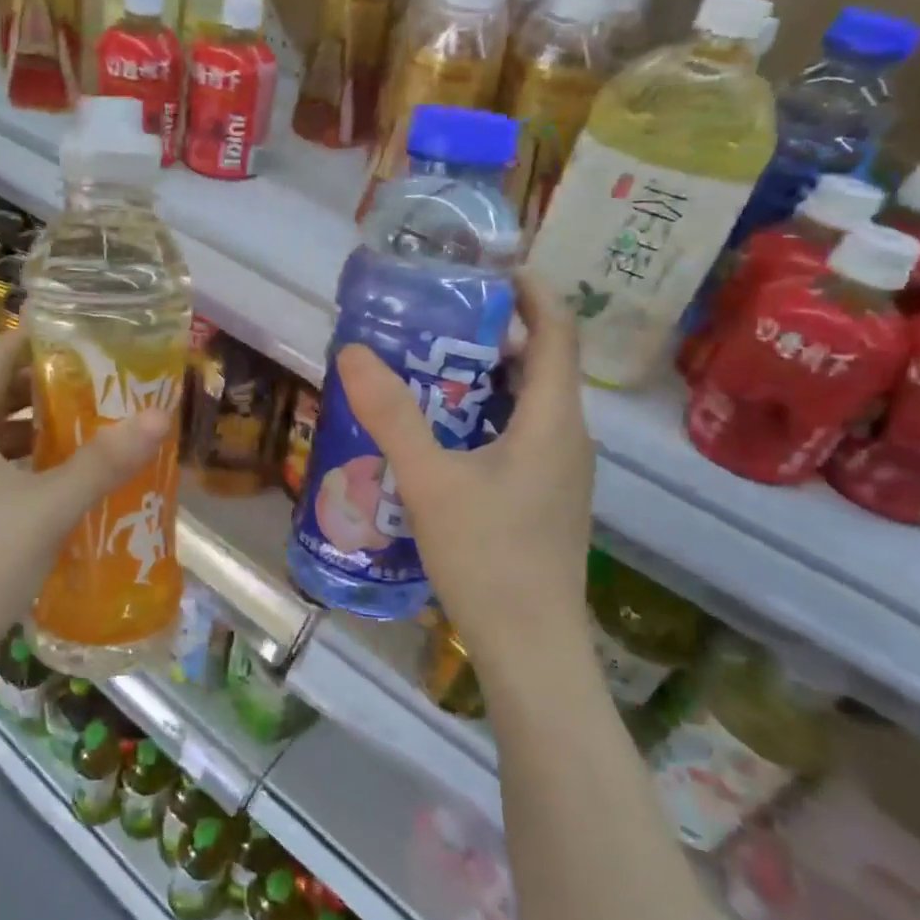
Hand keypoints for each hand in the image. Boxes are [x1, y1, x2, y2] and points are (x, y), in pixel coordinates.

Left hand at [0, 329, 171, 682]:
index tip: (81, 338)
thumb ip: (104, 460)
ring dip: (33, 430)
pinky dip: (18, 464)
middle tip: (98, 386)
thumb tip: (158, 415)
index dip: (34, 342)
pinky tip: (55, 482)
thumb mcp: (51, 507)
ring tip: (86, 430)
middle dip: (43, 389)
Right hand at [338, 273, 593, 682]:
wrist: (531, 650)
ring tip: (423, 368)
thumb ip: (391, 414)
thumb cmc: (488, 558)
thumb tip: (352, 351)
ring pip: (526, 403)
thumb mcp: (430, 480)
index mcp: (554, 420)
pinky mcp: (543, 498)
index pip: (558, 328)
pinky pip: (517, 436)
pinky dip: (481, 417)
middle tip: (431, 319)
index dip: (529, 290)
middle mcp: (567, 437)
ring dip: (481, 378)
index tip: (483, 269)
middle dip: (490, 333)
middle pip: (539, 363)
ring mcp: (558, 471)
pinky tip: (436, 436)